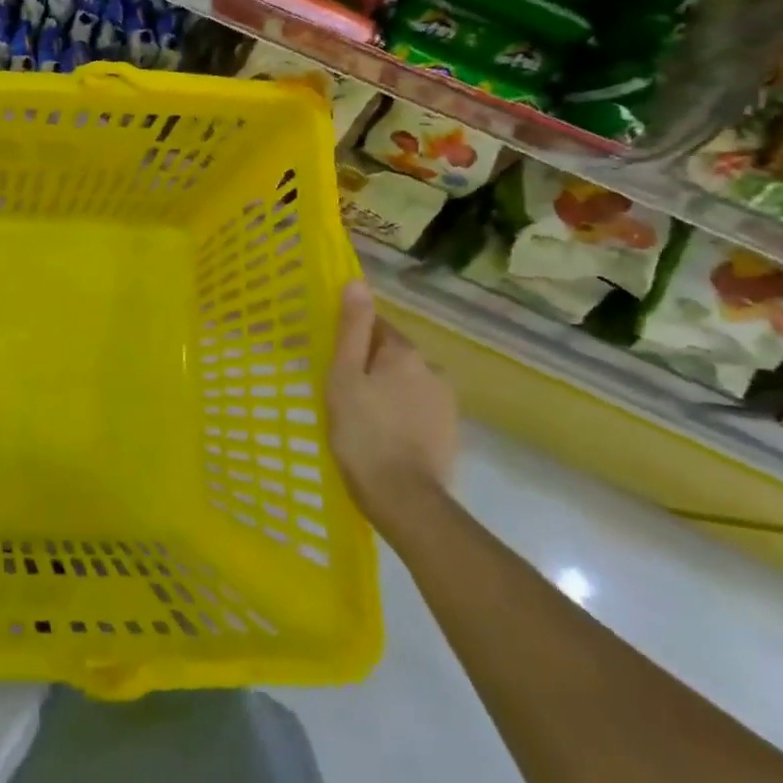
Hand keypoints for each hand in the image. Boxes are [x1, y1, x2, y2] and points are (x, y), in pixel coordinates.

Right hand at [327, 279, 457, 527]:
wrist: (405, 500)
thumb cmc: (363, 432)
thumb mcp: (344, 376)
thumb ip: (352, 328)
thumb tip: (357, 282)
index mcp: (404, 352)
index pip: (375, 326)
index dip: (351, 338)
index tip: (332, 358)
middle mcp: (432, 369)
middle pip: (392, 354)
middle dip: (369, 366)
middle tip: (341, 391)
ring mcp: (446, 403)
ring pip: (406, 383)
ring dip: (386, 390)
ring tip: (361, 417)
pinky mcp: (449, 433)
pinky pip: (417, 409)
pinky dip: (400, 415)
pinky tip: (382, 435)